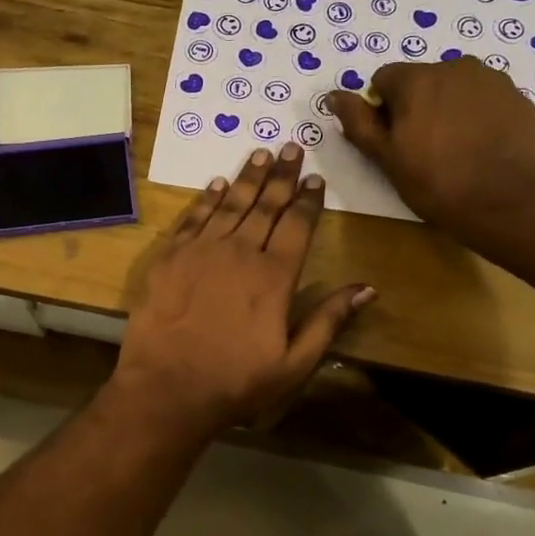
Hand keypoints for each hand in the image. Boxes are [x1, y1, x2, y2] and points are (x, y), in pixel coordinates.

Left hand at [113, 144, 374, 433]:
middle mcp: (239, 253)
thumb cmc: (235, 382)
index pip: (297, 225)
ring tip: (260, 154)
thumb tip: (368, 288)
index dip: (308, 199)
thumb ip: (329, 321)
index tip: (315, 177)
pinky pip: (192, 219)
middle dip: (281, 175)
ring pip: (229, 204)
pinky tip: (217, 184)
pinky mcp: (168, 258)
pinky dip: (207, 199)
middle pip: (265, 206)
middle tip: (290, 147)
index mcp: (274, 276)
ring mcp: (200, 251)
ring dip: (247, 178)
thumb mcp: (294, 363)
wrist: (166, 388)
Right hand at [326, 58, 534, 241]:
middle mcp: (455, 67)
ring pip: (455, 89)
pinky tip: (482, 150)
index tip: (392, 142)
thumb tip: (334, 96)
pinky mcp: (520, 98)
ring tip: (455, 151)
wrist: (512, 202)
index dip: (382, 110)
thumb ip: (359, 123)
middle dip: (416, 107)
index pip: (383, 80)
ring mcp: (493, 80)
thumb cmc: (438, 183)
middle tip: (422, 150)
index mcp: (417, 78)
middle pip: (422, 81)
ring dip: (448, 110)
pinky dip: (477, 118)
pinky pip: (485, 101)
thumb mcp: (387, 159)